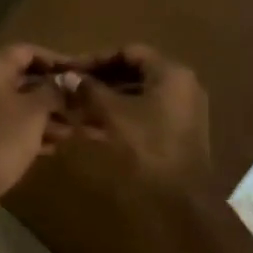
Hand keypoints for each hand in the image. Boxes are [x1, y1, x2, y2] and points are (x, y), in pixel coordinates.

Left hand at [0, 43, 76, 206]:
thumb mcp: (35, 111)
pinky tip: (49, 147)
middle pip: (21, 77)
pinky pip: (3, 119)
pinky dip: (25, 128)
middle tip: (77, 106)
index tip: (77, 72)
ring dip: (42, 114)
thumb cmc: (4, 138)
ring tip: (69, 132)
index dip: (55, 60)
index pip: (26, 51)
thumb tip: (67, 79)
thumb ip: (54, 90)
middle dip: (51, 93)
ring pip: (14, 101)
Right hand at [73, 45, 212, 196]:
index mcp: (171, 72)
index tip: (71, 69)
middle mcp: (182, 84)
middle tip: (74, 86)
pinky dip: (124, 112)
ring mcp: (185, 108)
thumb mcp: (113, 114)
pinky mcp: (181, 129)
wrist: (183, 199)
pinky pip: (148, 110)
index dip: (96, 59)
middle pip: (135, 71)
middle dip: (102, 78)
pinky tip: (99, 123)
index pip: (128, 52)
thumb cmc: (148, 146)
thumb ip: (89, 90)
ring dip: (110, 96)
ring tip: (81, 105)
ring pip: (140, 92)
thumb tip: (67, 75)